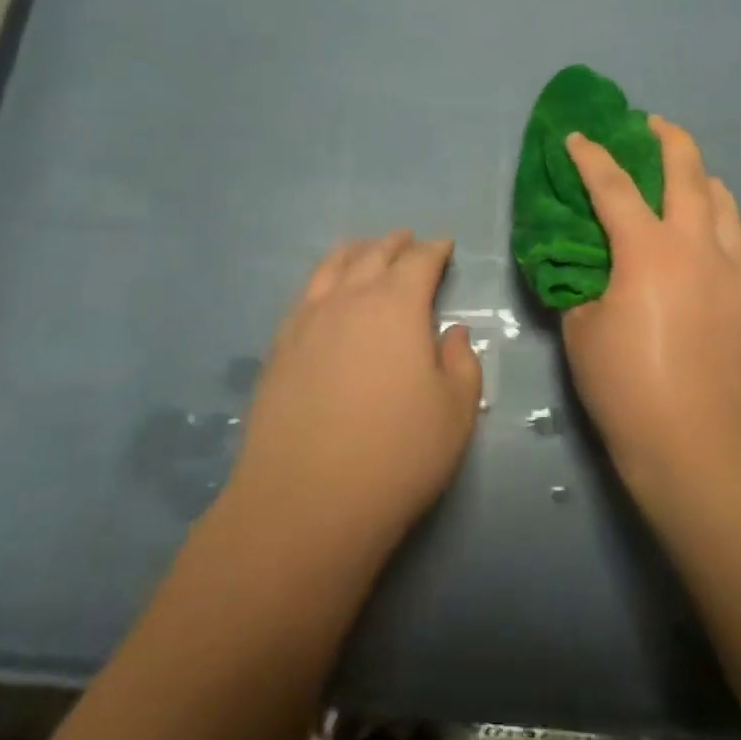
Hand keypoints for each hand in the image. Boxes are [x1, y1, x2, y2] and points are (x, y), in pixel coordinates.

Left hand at [230, 231, 481, 555]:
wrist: (306, 501)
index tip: (444, 245)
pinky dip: (322, 279)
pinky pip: (304, 294)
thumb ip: (462, 363)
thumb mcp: (455, 412)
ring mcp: (307, 321)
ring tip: (364, 249)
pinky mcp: (278, 348)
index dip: (435, 249)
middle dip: (395, 244)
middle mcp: (349, 300)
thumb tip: (451, 332)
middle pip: (373, 255)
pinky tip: (324, 292)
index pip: (419, 262)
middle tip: (408, 239)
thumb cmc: (397, 454)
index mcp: (396, 306)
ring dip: (354, 252)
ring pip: (332, 267)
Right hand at [562, 117, 740, 495]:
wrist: (692, 442)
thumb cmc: (625, 385)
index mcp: (647, 251)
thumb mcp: (580, 328)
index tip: (577, 136)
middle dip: (667, 138)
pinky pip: (739, 236)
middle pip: (687, 173)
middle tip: (650, 123)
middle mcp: (696, 245)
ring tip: (683, 173)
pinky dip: (722, 218)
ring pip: (723, 199)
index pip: (613, 186)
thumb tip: (585, 265)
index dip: (591, 156)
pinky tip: (711, 228)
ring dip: (700, 175)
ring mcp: (730, 268)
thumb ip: (580, 283)